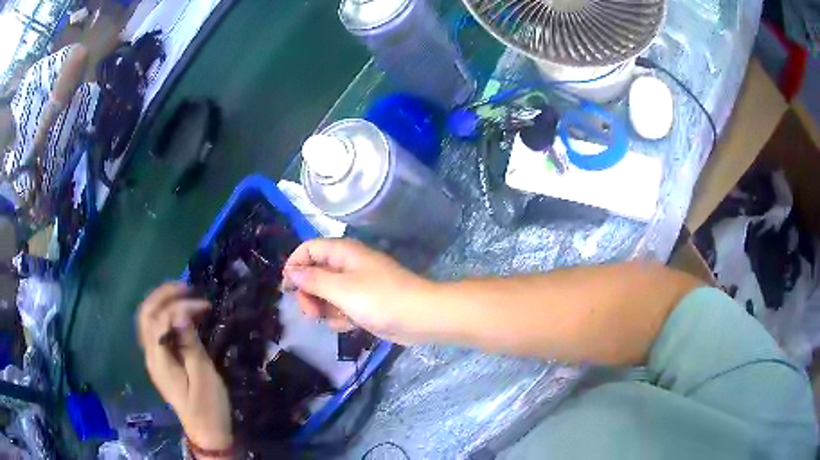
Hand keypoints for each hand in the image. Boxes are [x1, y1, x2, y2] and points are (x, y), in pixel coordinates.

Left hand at [137, 283, 232, 450]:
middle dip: (163, 295)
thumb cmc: (208, 408)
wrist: (207, 433)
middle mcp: (151, 355)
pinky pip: (157, 331)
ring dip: (162, 303)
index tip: (203, 306)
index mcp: (159, 360)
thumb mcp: (204, 377)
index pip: (159, 320)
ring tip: (184, 295)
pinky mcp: (162, 362)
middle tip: (186, 287)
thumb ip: (190, 344)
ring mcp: (154, 359)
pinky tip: (181, 315)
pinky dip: (166, 316)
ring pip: (148, 321)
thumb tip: (181, 313)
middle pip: (145, 315)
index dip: (179, 307)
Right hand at [282, 239, 435, 343]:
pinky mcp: (363, 305)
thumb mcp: (342, 289)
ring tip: (335, 320)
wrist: (421, 318)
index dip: (295, 265)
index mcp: (343, 252)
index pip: (309, 249)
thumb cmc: (380, 299)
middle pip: (314, 273)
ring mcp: (356, 286)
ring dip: (325, 309)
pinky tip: (349, 326)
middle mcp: (348, 265)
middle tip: (310, 313)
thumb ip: (313, 279)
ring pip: (326, 294)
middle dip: (309, 293)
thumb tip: (290, 270)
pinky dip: (341, 317)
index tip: (287, 288)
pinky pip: (341, 308)